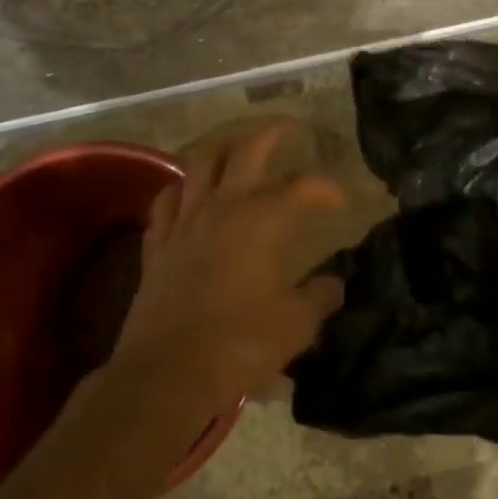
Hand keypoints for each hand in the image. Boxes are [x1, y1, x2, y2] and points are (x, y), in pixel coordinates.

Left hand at [110, 122, 346, 421]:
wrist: (168, 372)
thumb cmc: (240, 345)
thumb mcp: (296, 325)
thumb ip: (319, 298)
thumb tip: (334, 283)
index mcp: (262, 221)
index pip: (302, 187)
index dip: (326, 188)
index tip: (339, 201)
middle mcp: (223, 207)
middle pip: (247, 152)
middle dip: (271, 134)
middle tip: (287, 127)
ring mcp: (185, 221)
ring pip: (199, 163)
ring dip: (220, 148)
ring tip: (234, 147)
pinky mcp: (158, 243)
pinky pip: (166, 200)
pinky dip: (180, 188)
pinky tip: (187, 191)